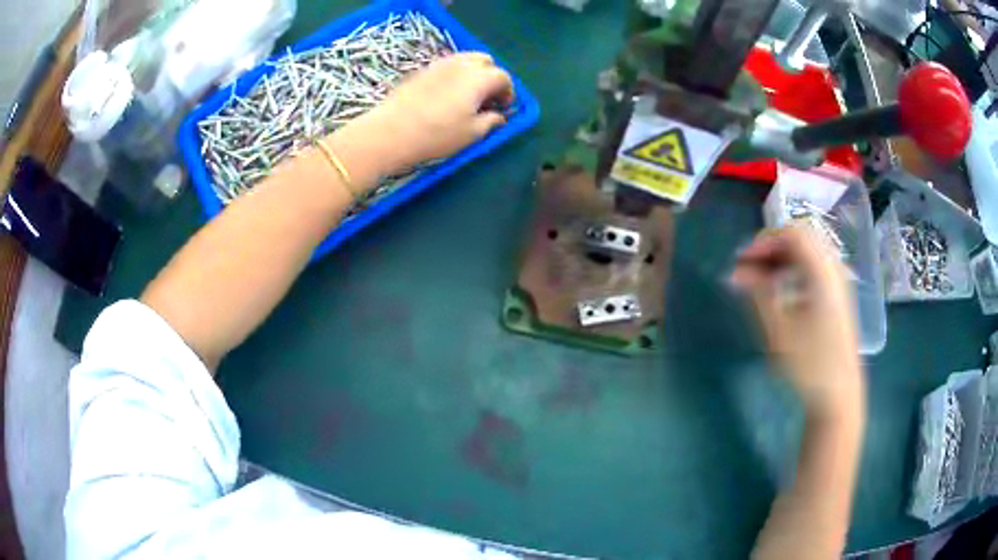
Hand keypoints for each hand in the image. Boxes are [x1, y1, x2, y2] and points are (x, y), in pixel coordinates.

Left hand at [325, 52, 514, 186]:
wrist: (389, 133)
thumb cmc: (436, 135)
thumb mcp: (471, 134)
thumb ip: (490, 121)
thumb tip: (498, 116)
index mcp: (479, 77)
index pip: (503, 77)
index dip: (508, 92)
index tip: (503, 109)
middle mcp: (461, 64)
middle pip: (485, 61)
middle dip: (491, 77)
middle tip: (487, 100)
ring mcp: (438, 64)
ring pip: (464, 60)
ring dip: (472, 74)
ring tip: (466, 98)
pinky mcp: (420, 71)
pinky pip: (445, 67)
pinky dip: (453, 76)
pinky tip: (445, 97)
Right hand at [731, 223, 864, 421]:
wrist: (839, 395)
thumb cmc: (809, 364)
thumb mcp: (779, 330)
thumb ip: (758, 293)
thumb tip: (738, 270)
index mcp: (822, 271)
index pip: (792, 233)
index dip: (764, 241)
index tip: (742, 262)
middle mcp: (833, 269)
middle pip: (801, 239)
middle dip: (771, 248)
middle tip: (748, 270)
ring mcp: (838, 283)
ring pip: (807, 254)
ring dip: (781, 260)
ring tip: (759, 282)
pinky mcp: (838, 298)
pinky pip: (814, 269)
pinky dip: (793, 271)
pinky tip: (781, 293)